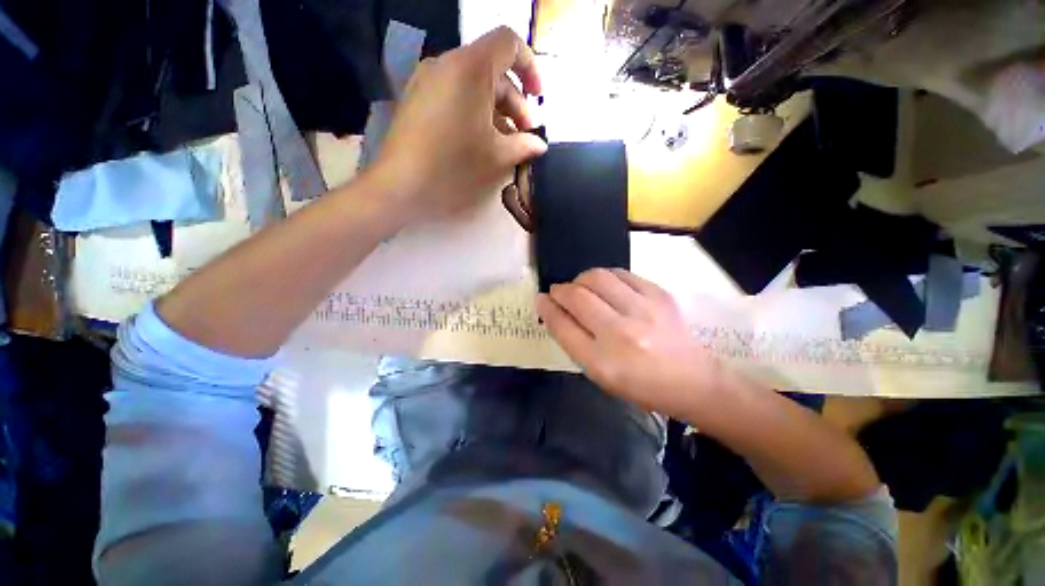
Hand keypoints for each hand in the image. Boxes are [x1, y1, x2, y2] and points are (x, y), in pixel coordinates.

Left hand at [372, 27, 547, 221]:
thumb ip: (524, 145)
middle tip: (524, 136)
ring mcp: (427, 80)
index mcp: (471, 68)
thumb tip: (539, 144)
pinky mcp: (416, 98)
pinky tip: (479, 141)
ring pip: (473, 84)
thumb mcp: (497, 157)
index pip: (509, 43)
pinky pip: (454, 94)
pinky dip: (473, 111)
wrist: (400, 185)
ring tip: (504, 143)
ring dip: (495, 110)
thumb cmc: (455, 167)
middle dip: (514, 101)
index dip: (530, 66)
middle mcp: (447, 63)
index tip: (537, 98)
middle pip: (491, 68)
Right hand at [536, 268, 721, 417]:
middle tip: (559, 292)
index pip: (563, 326)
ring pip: (597, 277)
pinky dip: (606, 277)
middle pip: (577, 297)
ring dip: (581, 280)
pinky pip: (621, 273)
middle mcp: (621, 334)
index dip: (547, 308)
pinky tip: (607, 287)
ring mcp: (643, 311)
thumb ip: (572, 340)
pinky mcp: (659, 294)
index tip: (541, 299)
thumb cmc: (638, 383)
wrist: (691, 380)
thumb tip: (551, 308)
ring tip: (582, 288)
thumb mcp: (598, 373)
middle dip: (560, 290)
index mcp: (602, 362)